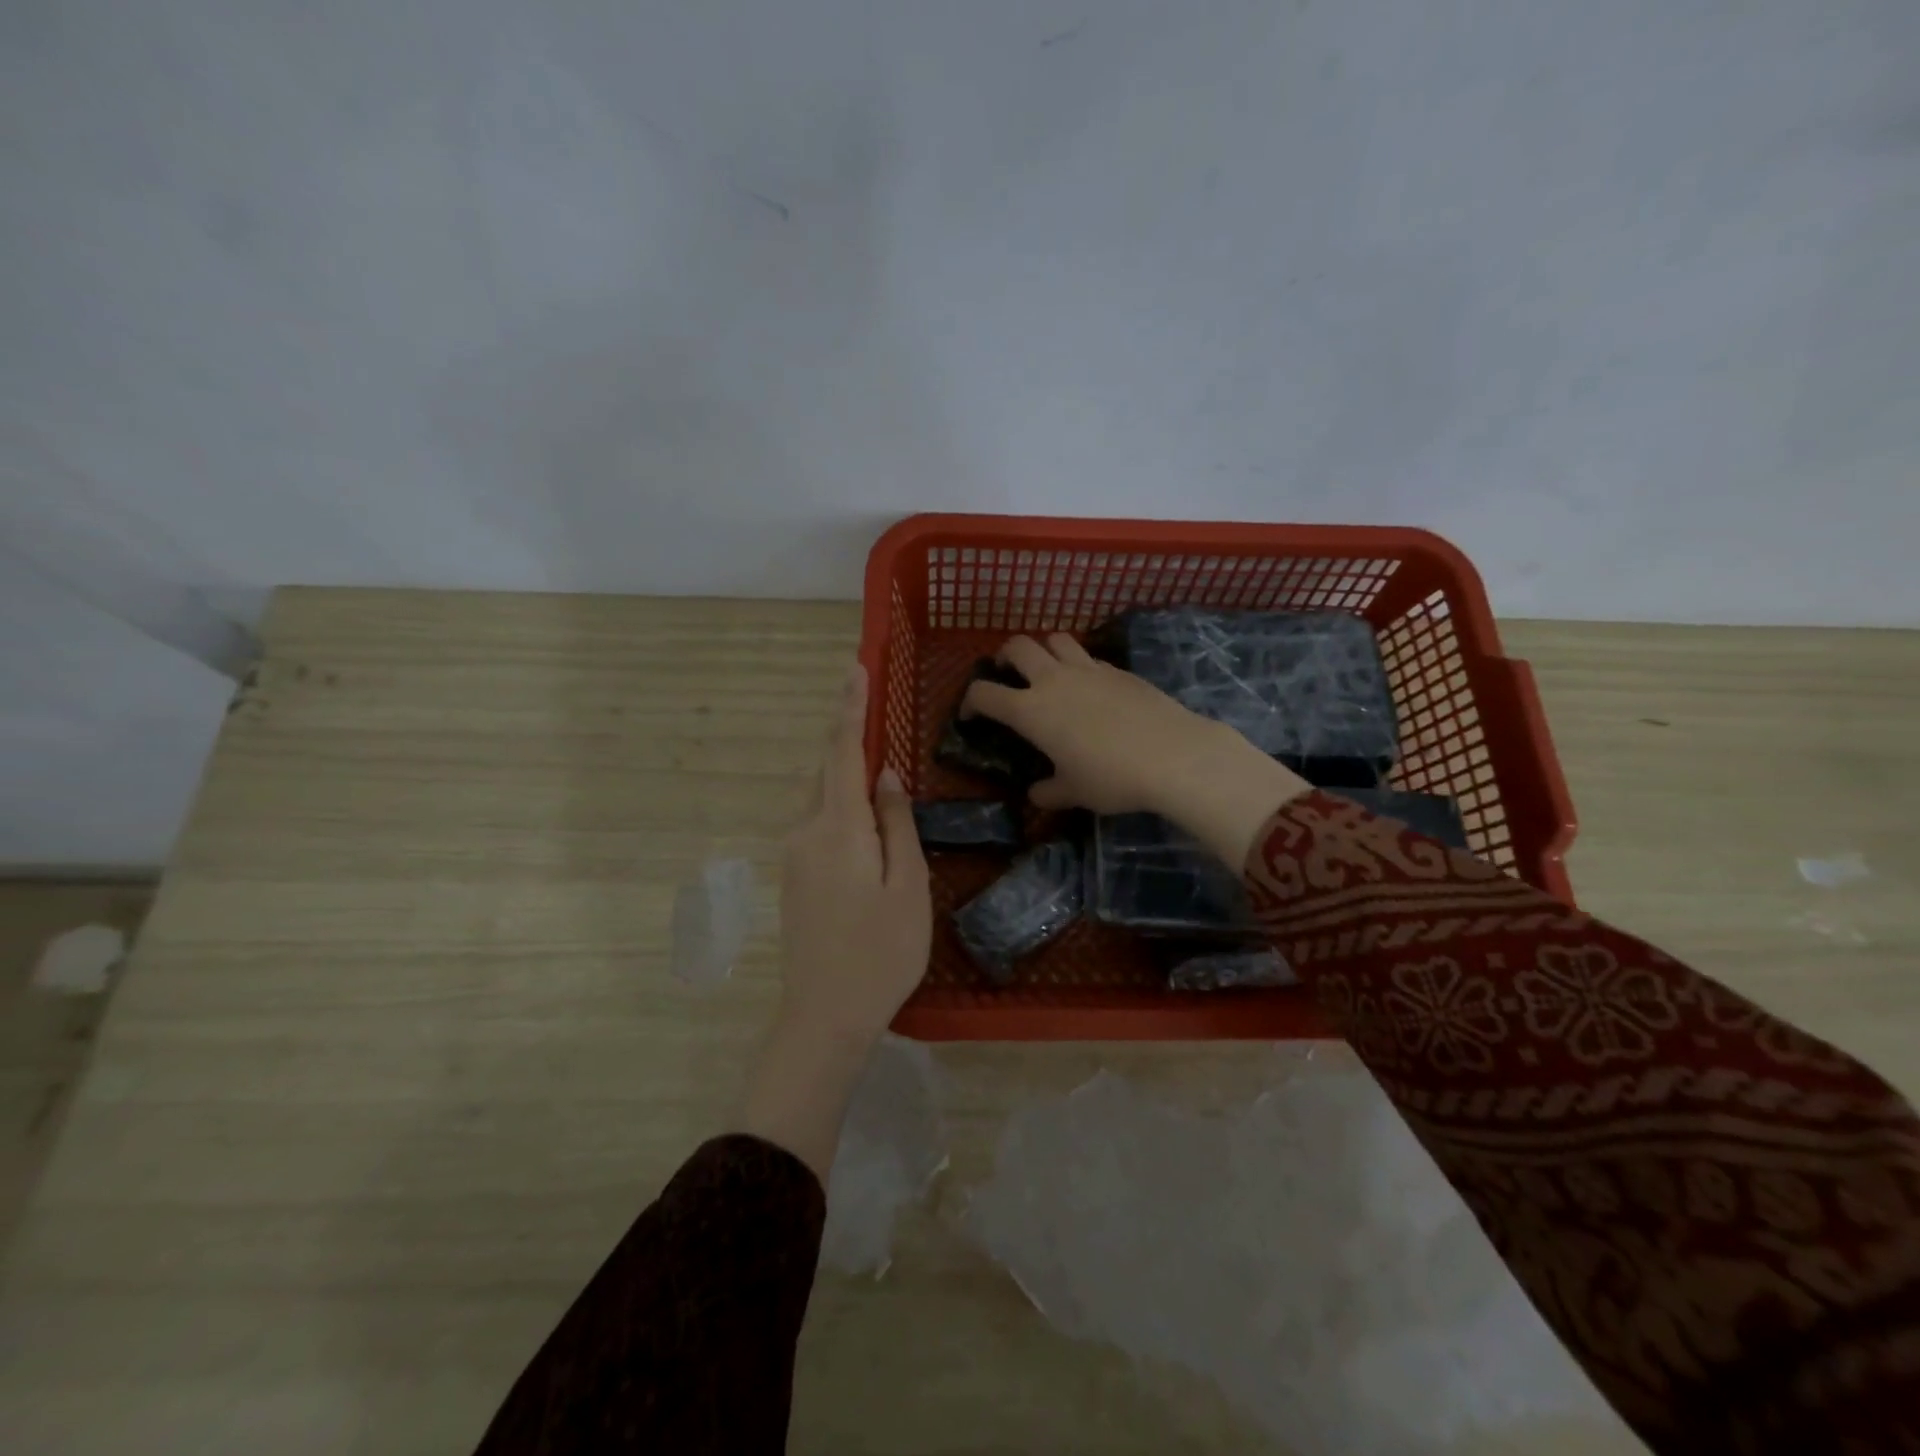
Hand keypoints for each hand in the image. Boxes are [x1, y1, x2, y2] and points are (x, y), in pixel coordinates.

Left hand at [740, 664, 931, 1180]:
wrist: (824, 1016)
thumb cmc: (881, 952)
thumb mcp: (907, 886)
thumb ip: (897, 824)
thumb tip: (887, 774)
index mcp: (838, 828)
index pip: (842, 751)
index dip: (850, 707)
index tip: (855, 667)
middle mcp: (806, 831)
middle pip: (828, 770)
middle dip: (850, 738)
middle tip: (876, 712)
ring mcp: (794, 854)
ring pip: (822, 796)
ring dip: (847, 774)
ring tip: (879, 768)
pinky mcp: (794, 875)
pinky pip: (819, 821)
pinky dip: (841, 804)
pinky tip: (866, 820)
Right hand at [963, 633, 1308, 866]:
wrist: (1172, 754)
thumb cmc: (1111, 777)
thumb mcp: (1074, 792)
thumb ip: (1049, 791)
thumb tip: (1036, 794)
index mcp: (1030, 710)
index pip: (984, 694)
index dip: (969, 702)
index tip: (970, 715)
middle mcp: (1053, 680)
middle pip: (1017, 646)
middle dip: (1004, 657)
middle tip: (1006, 674)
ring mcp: (1088, 669)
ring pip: (1055, 639)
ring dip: (1043, 649)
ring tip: (1046, 670)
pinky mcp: (1118, 669)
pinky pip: (1088, 657)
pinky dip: (1078, 664)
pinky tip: (1089, 688)